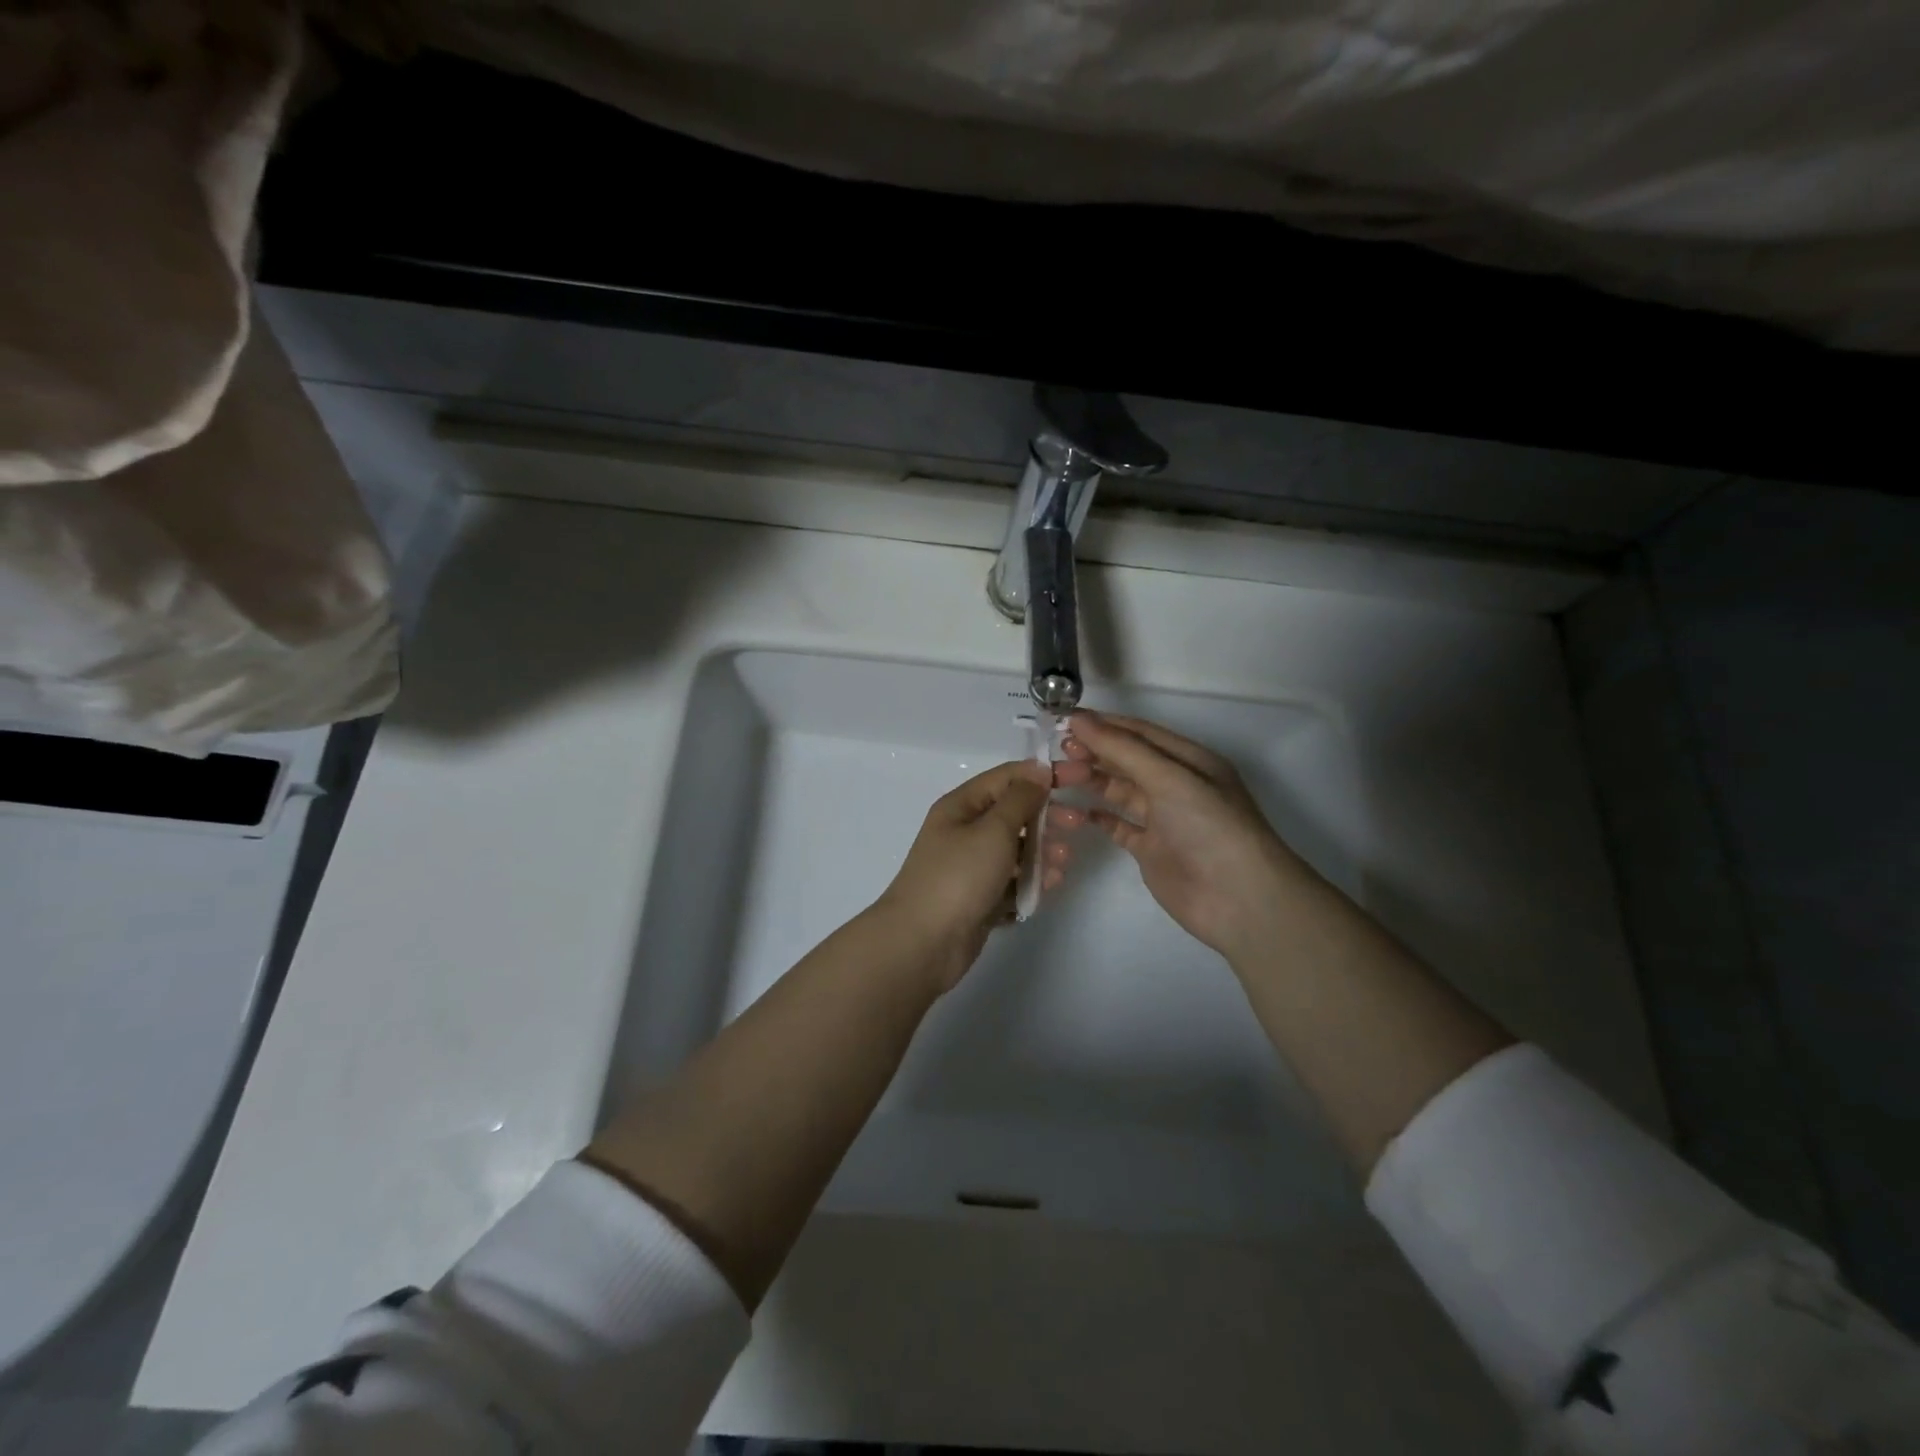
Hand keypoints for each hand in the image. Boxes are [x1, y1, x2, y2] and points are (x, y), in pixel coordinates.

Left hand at [874, 761, 1078, 990]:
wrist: (923, 943)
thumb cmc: (958, 876)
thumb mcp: (993, 830)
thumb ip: (1020, 799)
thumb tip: (1037, 770)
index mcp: (962, 806)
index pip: (1007, 778)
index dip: (1044, 774)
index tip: (1081, 777)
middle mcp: (965, 831)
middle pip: (1014, 813)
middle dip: (1047, 816)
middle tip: (1078, 824)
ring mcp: (971, 866)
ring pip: (1016, 849)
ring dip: (1042, 851)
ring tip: (1062, 863)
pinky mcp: (979, 897)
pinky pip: (1012, 880)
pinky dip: (1031, 880)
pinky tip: (1048, 886)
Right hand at [1057, 712, 1306, 961]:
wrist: (1239, 899)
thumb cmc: (1209, 826)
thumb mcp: (1169, 778)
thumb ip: (1122, 749)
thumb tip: (1078, 720)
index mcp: (1188, 759)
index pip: (1138, 733)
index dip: (1102, 725)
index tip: (1062, 722)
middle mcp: (1175, 784)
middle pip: (1126, 760)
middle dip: (1092, 752)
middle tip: (1055, 753)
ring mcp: (1163, 818)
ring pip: (1120, 791)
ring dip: (1091, 781)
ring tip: (1057, 778)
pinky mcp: (1151, 850)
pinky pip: (1118, 826)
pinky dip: (1098, 816)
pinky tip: (1074, 811)